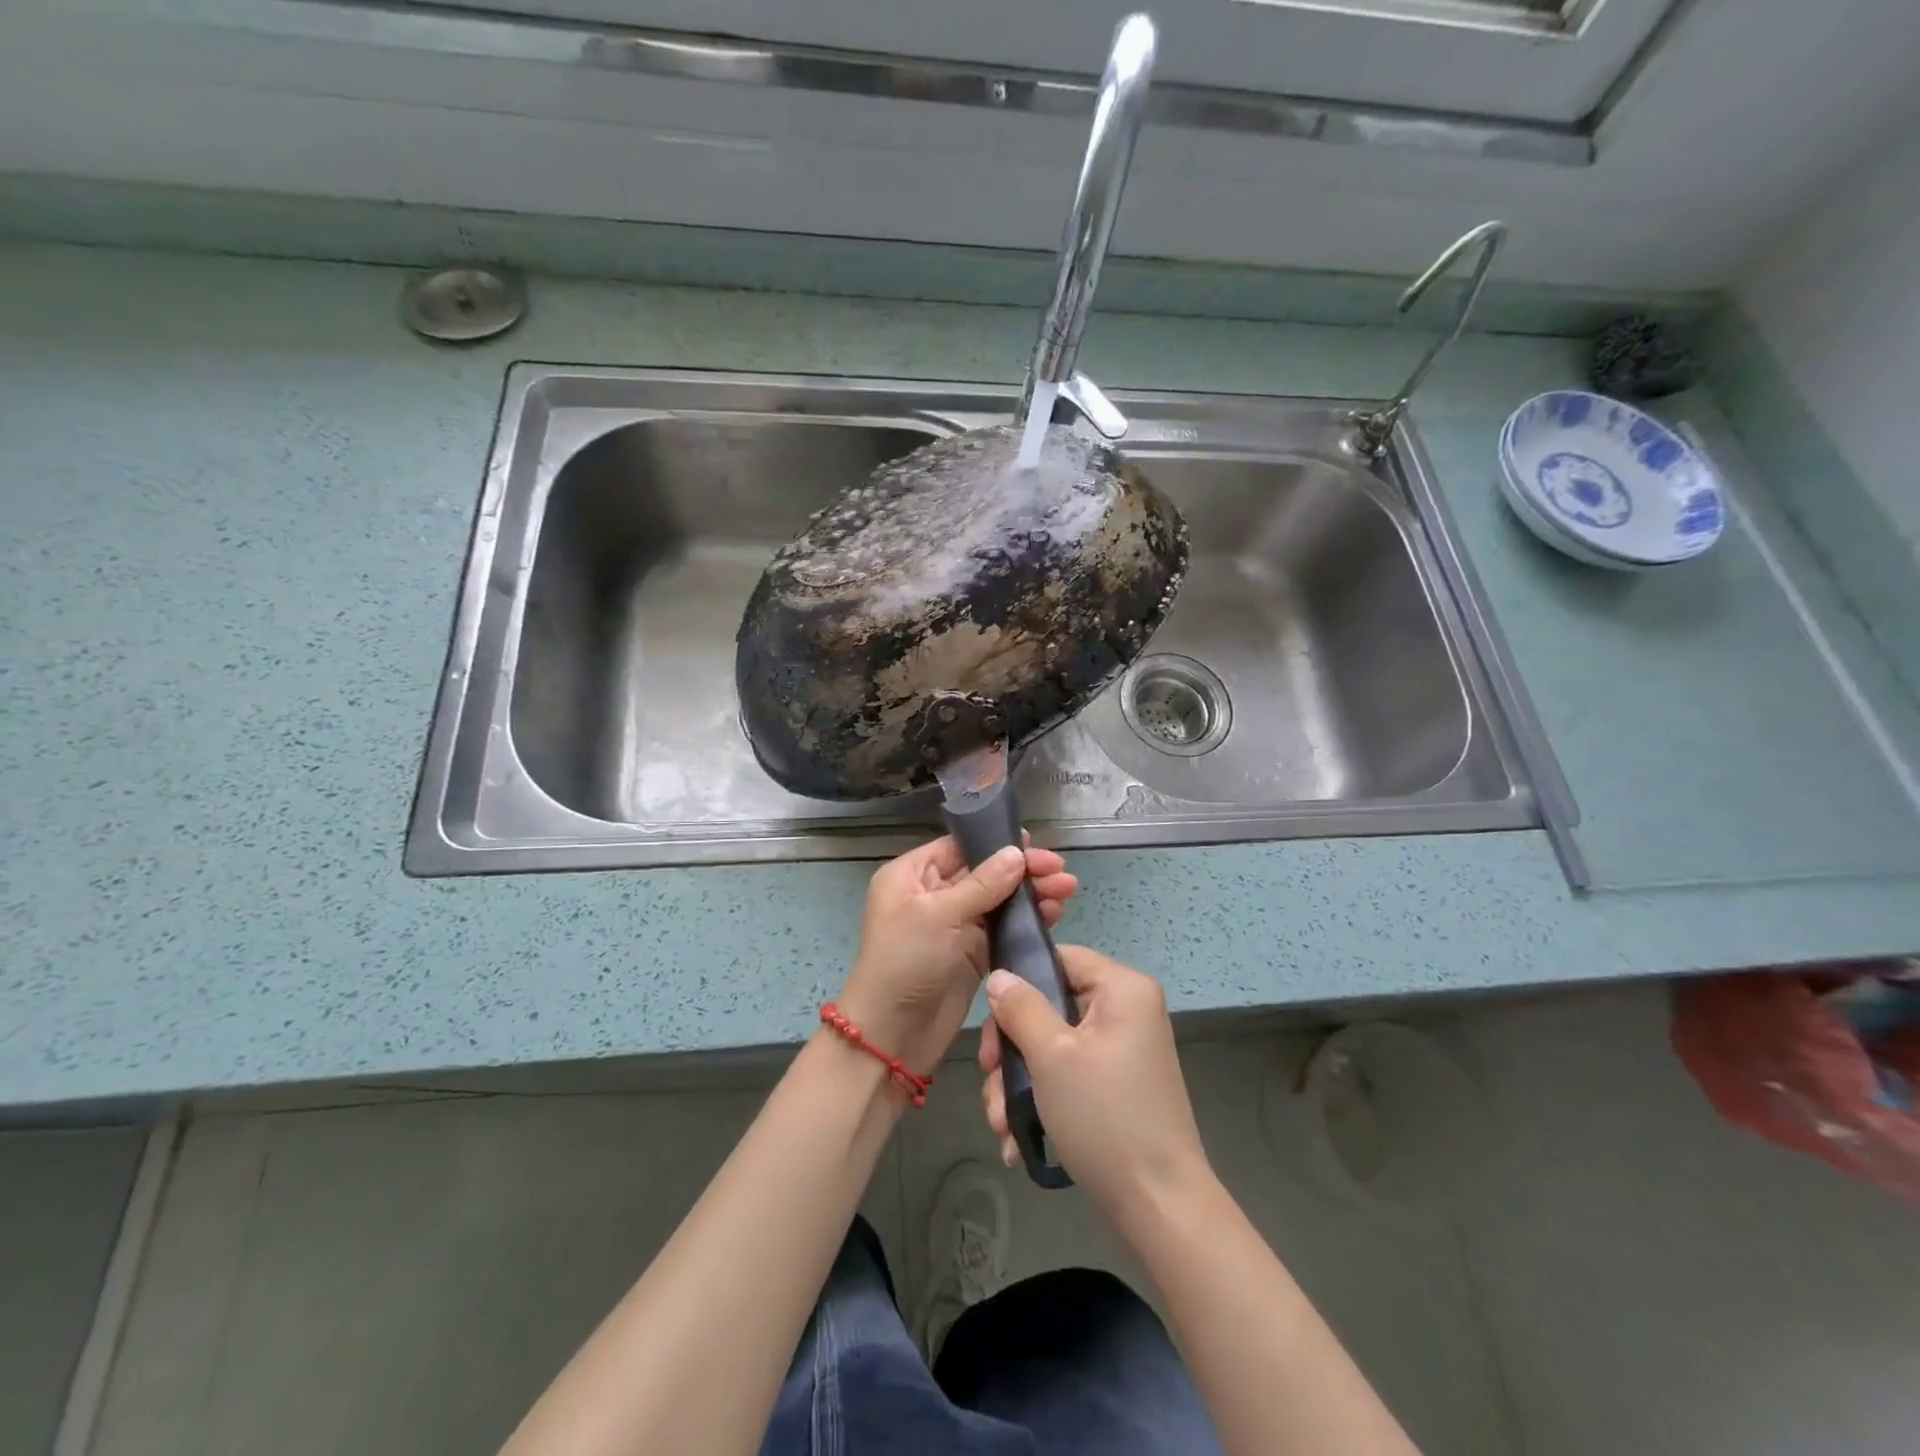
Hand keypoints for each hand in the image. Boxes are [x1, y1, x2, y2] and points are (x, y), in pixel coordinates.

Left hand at [836, 836, 1076, 1079]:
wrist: (893, 1037)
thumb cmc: (905, 963)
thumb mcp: (939, 915)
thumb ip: (982, 884)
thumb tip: (1017, 853)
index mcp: (912, 875)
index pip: (960, 848)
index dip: (996, 844)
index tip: (1035, 844)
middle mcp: (932, 894)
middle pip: (984, 872)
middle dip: (1022, 871)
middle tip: (1062, 872)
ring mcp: (953, 925)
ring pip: (998, 900)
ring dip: (1030, 894)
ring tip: (1068, 889)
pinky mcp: (971, 953)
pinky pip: (1002, 928)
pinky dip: (1026, 921)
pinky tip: (1053, 914)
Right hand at [979, 945, 1210, 1213]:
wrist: (1159, 1206)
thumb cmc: (1105, 1117)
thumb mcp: (1051, 1056)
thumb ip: (1021, 1008)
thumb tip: (999, 976)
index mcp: (1123, 989)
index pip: (1060, 957)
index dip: (1020, 981)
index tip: (991, 1022)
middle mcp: (1128, 1011)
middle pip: (1051, 1005)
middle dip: (1012, 1049)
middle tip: (989, 1079)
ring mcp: (1124, 1050)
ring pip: (1054, 1045)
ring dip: (1019, 1082)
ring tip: (1001, 1124)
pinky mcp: (1118, 1085)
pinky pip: (1070, 1073)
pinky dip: (1043, 1099)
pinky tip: (1018, 1138)